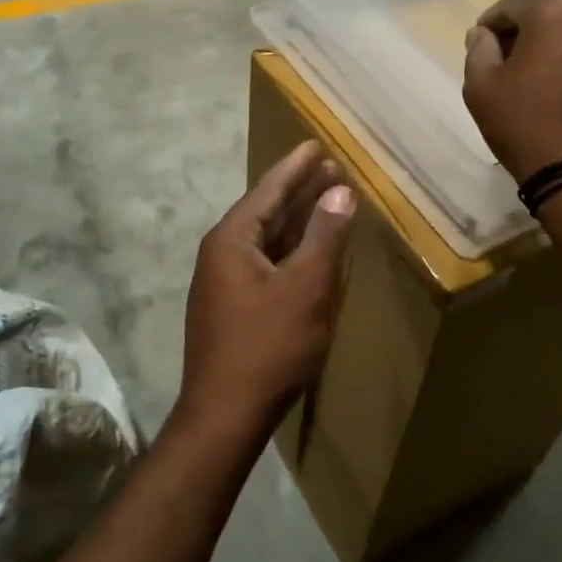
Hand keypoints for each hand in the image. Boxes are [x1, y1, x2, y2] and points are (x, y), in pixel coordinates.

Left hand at [180, 141, 355, 440]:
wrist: (225, 415)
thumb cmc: (269, 346)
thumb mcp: (306, 287)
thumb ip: (324, 235)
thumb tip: (339, 191)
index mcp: (232, 239)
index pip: (268, 190)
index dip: (296, 167)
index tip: (316, 145)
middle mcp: (222, 253)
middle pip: (266, 211)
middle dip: (299, 190)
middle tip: (330, 168)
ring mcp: (224, 283)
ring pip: (267, 240)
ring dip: (297, 221)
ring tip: (326, 199)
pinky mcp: (232, 308)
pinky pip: (265, 264)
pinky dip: (290, 251)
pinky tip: (309, 251)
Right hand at [462, 0, 561, 181]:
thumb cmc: (524, 126)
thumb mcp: (481, 88)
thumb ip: (479, 50)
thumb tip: (483, 33)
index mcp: (553, 11)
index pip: (513, 5)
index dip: (493, 25)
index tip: (484, 46)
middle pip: (554, 13)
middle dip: (532, 33)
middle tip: (516, 63)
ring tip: (553, 75)